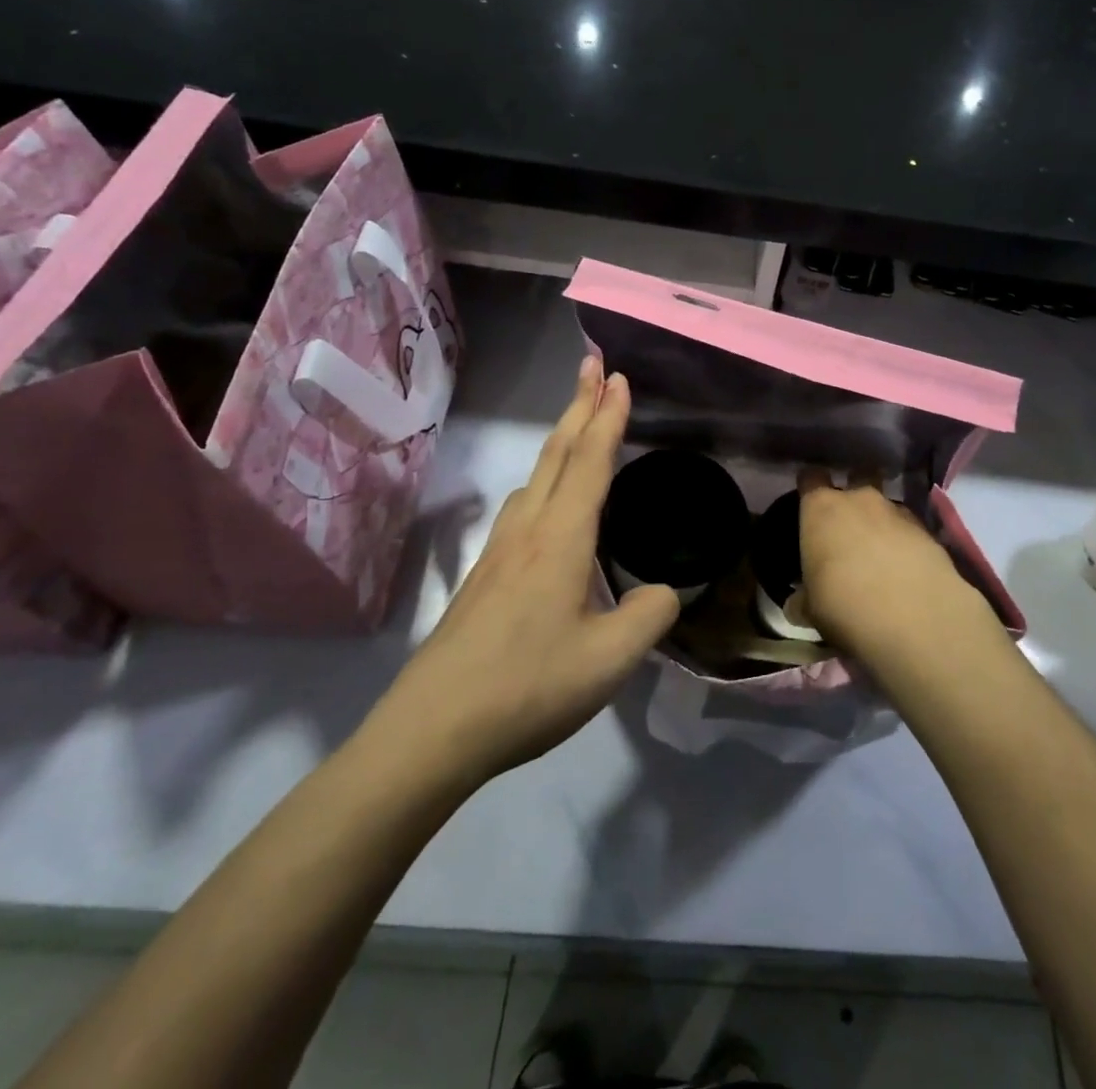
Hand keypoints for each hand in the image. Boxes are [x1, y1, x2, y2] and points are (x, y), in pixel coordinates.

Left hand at [366, 356, 678, 788]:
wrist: (433, 729)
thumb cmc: (528, 687)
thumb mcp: (609, 659)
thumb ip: (649, 616)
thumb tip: (663, 592)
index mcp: (560, 539)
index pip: (591, 462)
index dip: (608, 416)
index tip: (618, 377)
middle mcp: (527, 531)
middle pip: (557, 454)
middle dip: (579, 405)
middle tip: (593, 365)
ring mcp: (499, 552)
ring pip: (536, 478)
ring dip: (561, 441)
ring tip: (580, 426)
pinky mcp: (484, 577)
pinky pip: (523, 506)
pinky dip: (546, 480)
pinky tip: (548, 506)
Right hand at [797, 469, 997, 662]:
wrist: (912, 614)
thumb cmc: (843, 603)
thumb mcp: (811, 607)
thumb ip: (804, 597)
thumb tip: (798, 603)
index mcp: (821, 508)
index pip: (810, 478)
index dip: (810, 487)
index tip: (809, 502)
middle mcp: (859, 499)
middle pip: (857, 477)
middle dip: (854, 494)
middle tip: (850, 524)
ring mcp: (897, 511)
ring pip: (886, 504)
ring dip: (882, 521)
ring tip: (881, 551)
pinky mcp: (927, 531)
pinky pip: (909, 528)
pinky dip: (906, 541)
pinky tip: (905, 567)